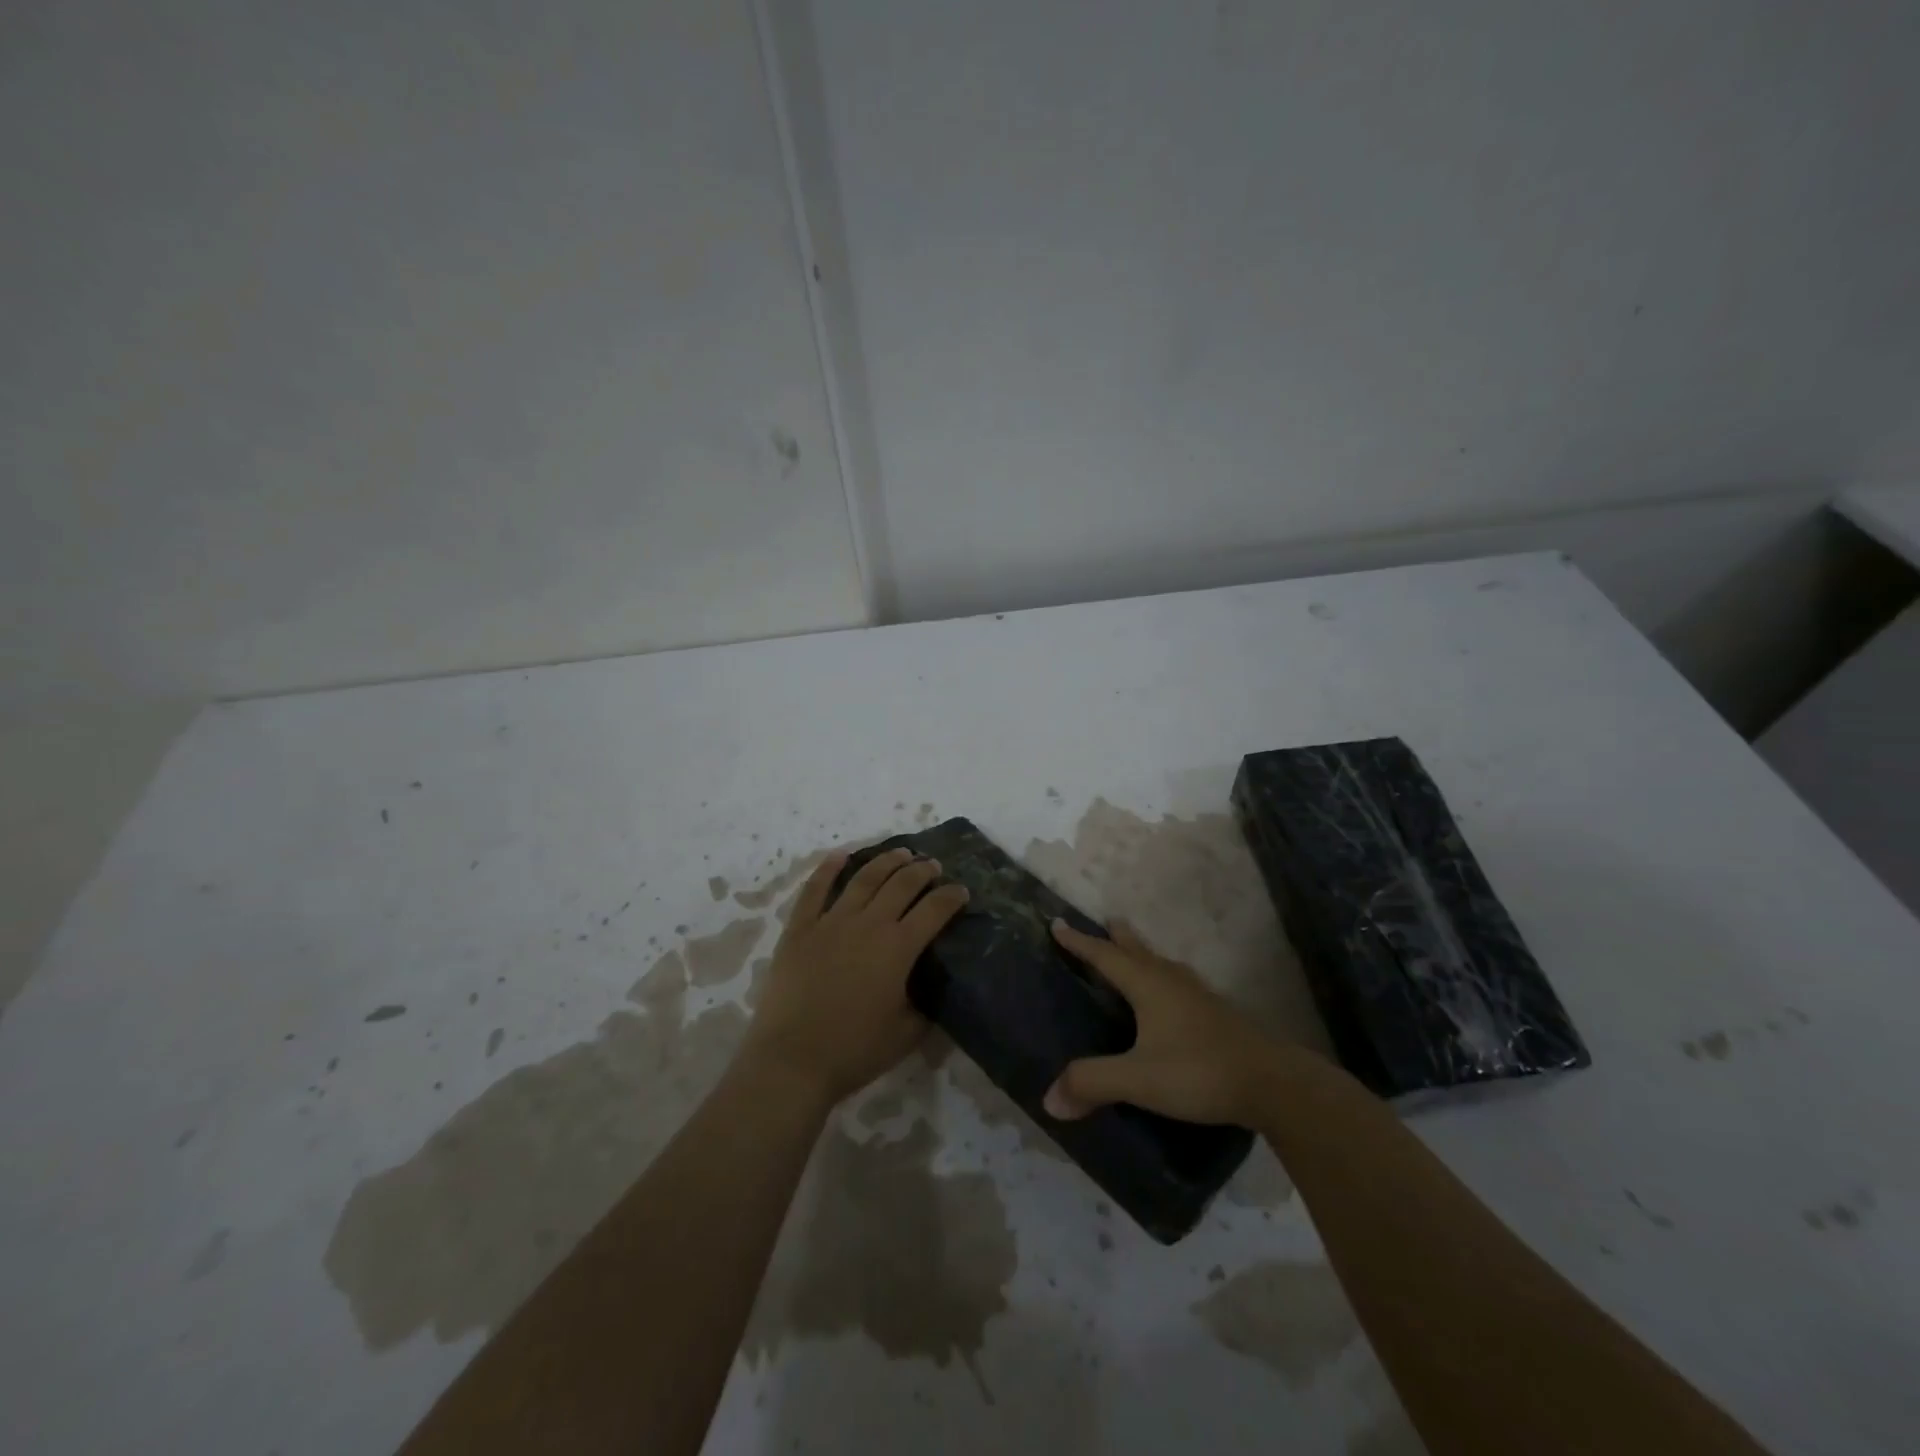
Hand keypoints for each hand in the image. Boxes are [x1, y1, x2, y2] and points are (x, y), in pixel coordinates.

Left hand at [743, 846, 969, 1104]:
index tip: (961, 891)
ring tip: (900, 852)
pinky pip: (815, 890)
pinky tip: (840, 855)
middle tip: (933, 866)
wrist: (792, 1060)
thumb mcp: (906, 1034)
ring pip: (863, 879)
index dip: (951, 897)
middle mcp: (868, 924)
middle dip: (922, 871)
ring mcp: (831, 922)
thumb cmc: (854, 1051)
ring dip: (886, 861)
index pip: (934, 910)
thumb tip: (931, 987)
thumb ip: (924, 1005)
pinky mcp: (800, 929)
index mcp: (898, 948)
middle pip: (901, 884)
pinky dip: (828, 869)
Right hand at [1043, 918, 1291, 1125]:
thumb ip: (1093, 1083)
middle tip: (1105, 922)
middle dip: (1117, 938)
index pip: (1104, 956)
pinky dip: (1162, 976)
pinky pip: (1178, 982)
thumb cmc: (1199, 1071)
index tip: (1057, 924)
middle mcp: (1170, 981)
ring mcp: (1197, 995)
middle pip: (1137, 950)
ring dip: (1142, 953)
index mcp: (1147, 985)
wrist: (1272, 1083)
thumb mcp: (1138, 1080)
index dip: (1079, 942)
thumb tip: (1048, 1099)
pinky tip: (1171, 995)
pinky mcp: (1216, 1014)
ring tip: (1133, 950)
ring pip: (1161, 964)